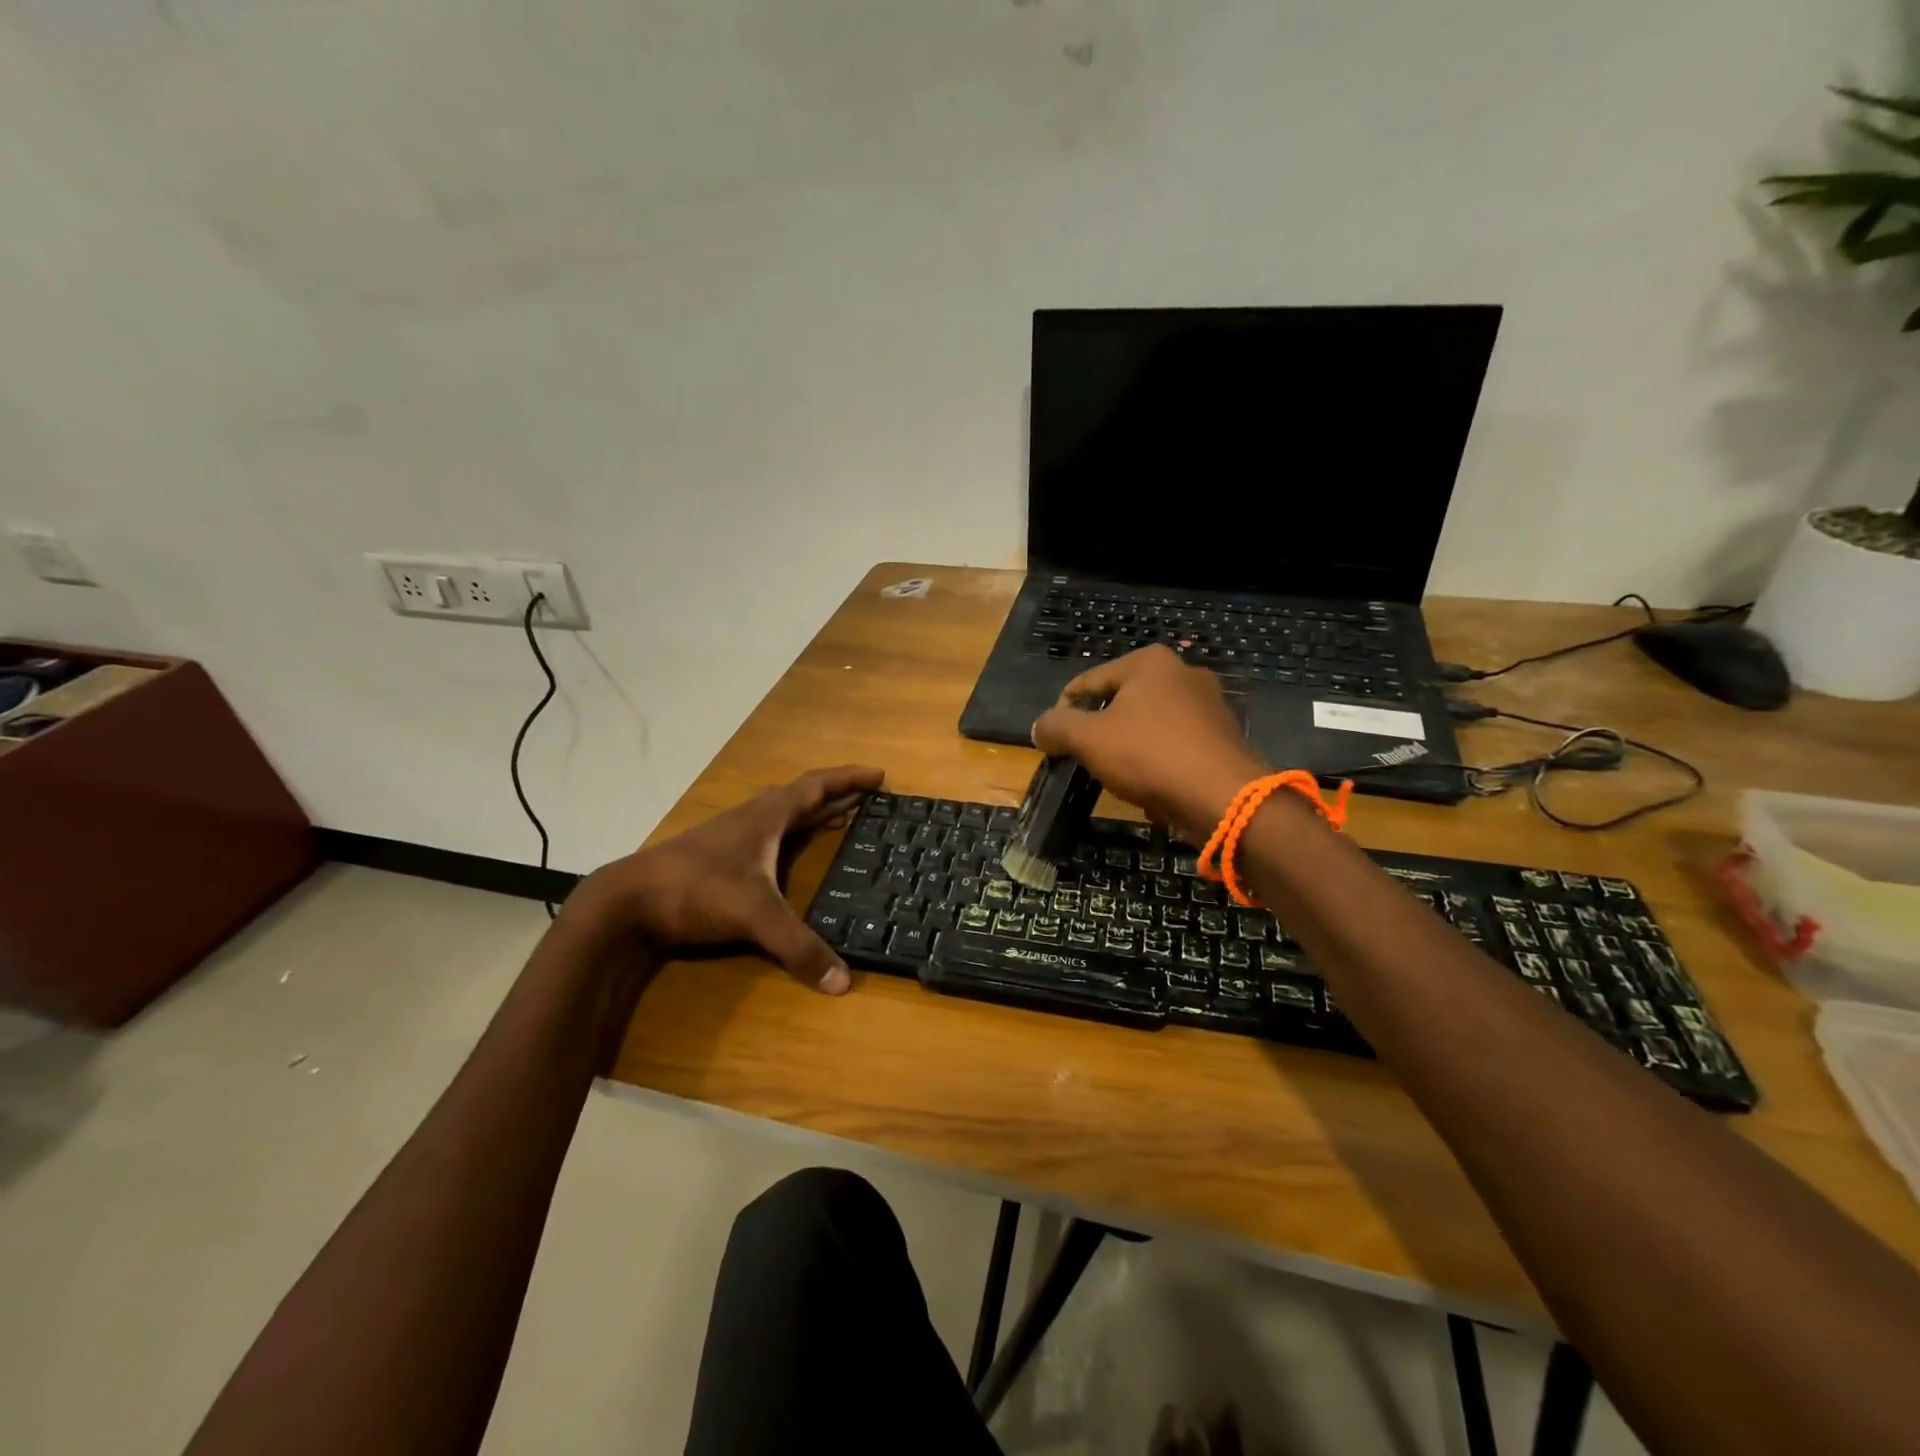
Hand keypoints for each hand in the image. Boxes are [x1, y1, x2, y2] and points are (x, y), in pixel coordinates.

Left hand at [568, 765, 883, 993]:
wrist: (625, 902)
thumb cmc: (694, 890)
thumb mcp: (753, 916)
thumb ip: (798, 947)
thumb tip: (843, 982)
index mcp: (766, 817)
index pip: (816, 787)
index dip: (849, 779)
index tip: (879, 775)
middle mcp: (751, 820)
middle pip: (801, 797)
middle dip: (836, 796)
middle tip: (866, 802)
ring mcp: (730, 838)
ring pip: (780, 816)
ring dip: (811, 815)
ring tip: (837, 822)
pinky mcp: (716, 859)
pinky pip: (765, 836)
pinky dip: (788, 837)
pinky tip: (787, 856)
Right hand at [1031, 647, 1263, 843]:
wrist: (1223, 798)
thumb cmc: (1150, 755)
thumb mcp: (1088, 739)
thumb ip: (1058, 727)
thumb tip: (1040, 727)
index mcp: (1150, 662)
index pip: (1089, 681)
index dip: (1064, 710)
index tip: (1052, 739)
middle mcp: (1183, 673)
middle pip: (1122, 701)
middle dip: (1100, 730)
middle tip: (1084, 757)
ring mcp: (1209, 704)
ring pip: (1150, 725)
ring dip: (1129, 747)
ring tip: (1116, 776)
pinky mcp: (1223, 737)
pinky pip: (1176, 745)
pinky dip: (1158, 761)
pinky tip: (1150, 786)